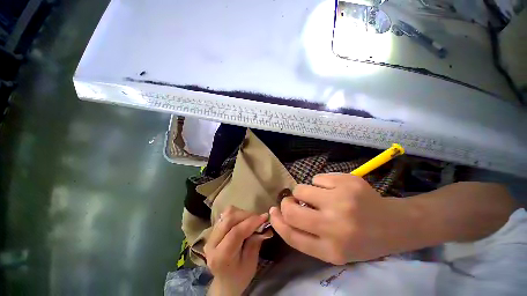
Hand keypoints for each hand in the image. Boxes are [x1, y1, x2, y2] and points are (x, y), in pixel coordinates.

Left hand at [205, 206, 270, 295]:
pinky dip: (237, 214)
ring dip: (242, 213)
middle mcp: (212, 243)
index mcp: (221, 257)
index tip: (264, 217)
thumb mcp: (251, 263)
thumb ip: (255, 242)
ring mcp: (210, 235)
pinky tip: (243, 220)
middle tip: (259, 218)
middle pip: (229, 219)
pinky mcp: (213, 230)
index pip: (236, 232)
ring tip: (251, 220)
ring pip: (227, 214)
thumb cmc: (240, 275)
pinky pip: (225, 215)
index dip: (251, 222)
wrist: (225, 281)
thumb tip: (263, 223)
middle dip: (247, 215)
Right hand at [269, 173, 411, 263]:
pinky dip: (321, 183)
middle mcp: (335, 226)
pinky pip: (317, 178)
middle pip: (292, 210)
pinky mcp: (347, 182)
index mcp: (331, 249)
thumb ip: (306, 234)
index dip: (277, 222)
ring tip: (320, 196)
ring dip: (305, 192)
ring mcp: (342, 200)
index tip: (273, 211)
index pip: (292, 236)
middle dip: (287, 203)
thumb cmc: (361, 240)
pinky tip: (336, 189)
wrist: (394, 224)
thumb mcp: (333, 248)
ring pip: (302, 189)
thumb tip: (283, 212)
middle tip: (292, 200)